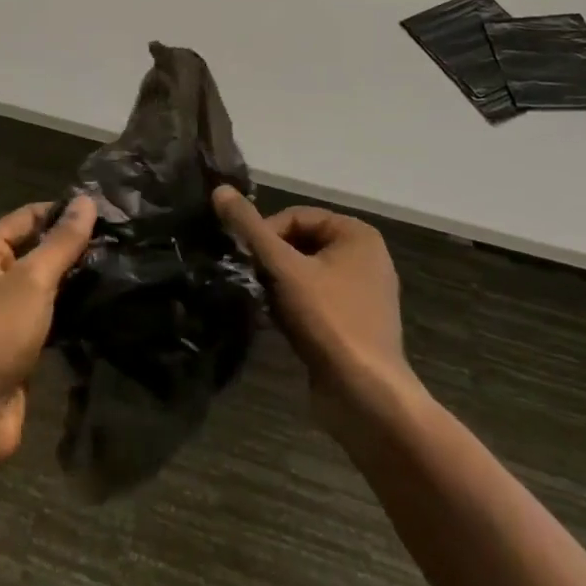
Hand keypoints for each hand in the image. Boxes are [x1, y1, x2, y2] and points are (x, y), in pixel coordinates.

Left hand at [0, 195, 95, 470]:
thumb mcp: (32, 281)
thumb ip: (62, 241)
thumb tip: (86, 199)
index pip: (28, 216)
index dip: (65, 212)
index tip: (108, 213)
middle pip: (35, 249)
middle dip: (72, 247)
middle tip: (119, 242)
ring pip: (42, 284)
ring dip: (73, 280)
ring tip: (117, 268)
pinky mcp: (13, 342)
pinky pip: (44, 314)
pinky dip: (67, 310)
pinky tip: (100, 305)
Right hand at [213, 187, 419, 427]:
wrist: (365, 396)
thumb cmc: (328, 320)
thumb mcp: (284, 269)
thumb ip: (250, 229)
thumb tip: (219, 190)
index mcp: (358, 234)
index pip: (296, 215)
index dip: (266, 233)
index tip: (246, 260)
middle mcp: (365, 257)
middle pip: (300, 243)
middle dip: (271, 261)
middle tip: (250, 282)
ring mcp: (361, 293)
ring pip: (304, 274)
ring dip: (278, 285)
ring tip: (261, 303)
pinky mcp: (352, 323)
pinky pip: (314, 300)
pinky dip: (292, 306)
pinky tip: (275, 323)